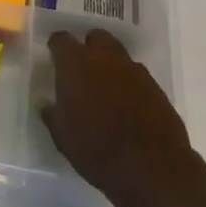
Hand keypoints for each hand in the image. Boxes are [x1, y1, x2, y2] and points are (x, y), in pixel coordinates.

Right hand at [40, 28, 200, 206]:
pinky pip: (137, 76)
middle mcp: (105, 58)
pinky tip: (126, 106)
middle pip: (96, 38)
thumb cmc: (97, 150)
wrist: (153, 168)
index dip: (56, 47)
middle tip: (81, 71)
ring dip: (110, 66)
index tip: (53, 59)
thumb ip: (53, 114)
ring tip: (105, 91)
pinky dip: (128, 84)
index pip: (61, 39)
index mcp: (76, 64)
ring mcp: (135, 71)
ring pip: (119, 55)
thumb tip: (49, 104)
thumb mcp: (62, 136)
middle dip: (88, 48)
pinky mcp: (156, 87)